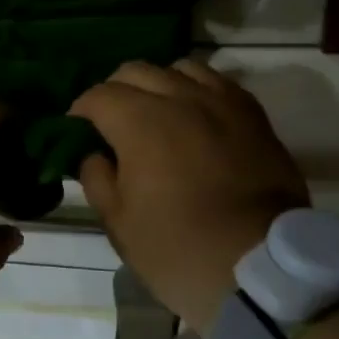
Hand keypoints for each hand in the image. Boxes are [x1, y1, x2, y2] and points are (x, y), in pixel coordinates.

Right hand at [71, 59, 307, 329]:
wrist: (262, 270)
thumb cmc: (178, 249)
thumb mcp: (119, 224)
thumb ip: (97, 178)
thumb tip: (94, 154)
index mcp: (140, 122)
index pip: (98, 95)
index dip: (80, 112)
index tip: (76, 132)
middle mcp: (180, 98)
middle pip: (136, 71)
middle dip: (115, 91)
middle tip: (111, 123)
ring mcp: (222, 103)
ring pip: (179, 68)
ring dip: (158, 84)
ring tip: (157, 114)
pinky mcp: (254, 116)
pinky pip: (219, 83)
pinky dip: (197, 90)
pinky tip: (195, 116)